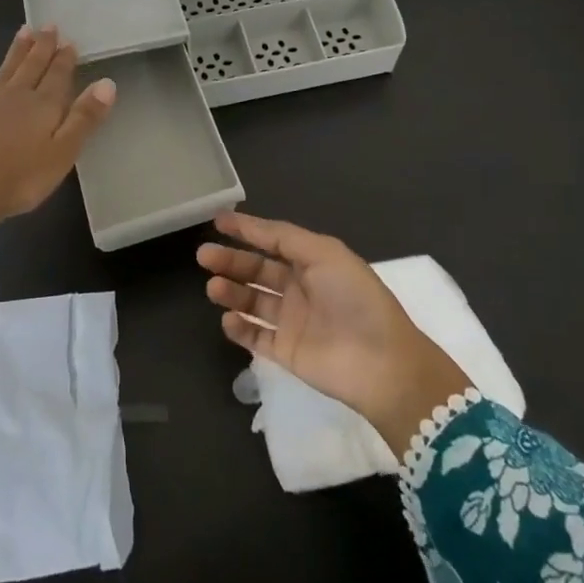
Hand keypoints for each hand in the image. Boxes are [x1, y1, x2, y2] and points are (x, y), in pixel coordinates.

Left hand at [0, 25, 115, 232]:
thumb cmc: (21, 178)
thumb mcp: (63, 152)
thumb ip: (84, 118)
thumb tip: (106, 82)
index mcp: (42, 106)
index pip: (57, 76)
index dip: (64, 58)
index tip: (69, 39)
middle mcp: (14, 98)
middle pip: (31, 67)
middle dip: (41, 47)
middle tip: (47, 25)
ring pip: (3, 74)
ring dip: (14, 54)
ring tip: (22, 33)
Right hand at [199, 212, 472, 456]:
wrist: (380, 361)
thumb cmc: (354, 298)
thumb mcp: (324, 253)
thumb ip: (285, 238)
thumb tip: (251, 225)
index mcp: (314, 262)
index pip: (273, 241)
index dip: (247, 230)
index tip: (217, 221)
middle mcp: (301, 289)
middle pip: (258, 270)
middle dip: (231, 261)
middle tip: (203, 255)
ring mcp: (292, 322)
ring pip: (252, 302)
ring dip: (231, 292)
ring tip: (213, 288)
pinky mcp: (286, 352)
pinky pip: (255, 337)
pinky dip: (239, 328)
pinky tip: (228, 319)